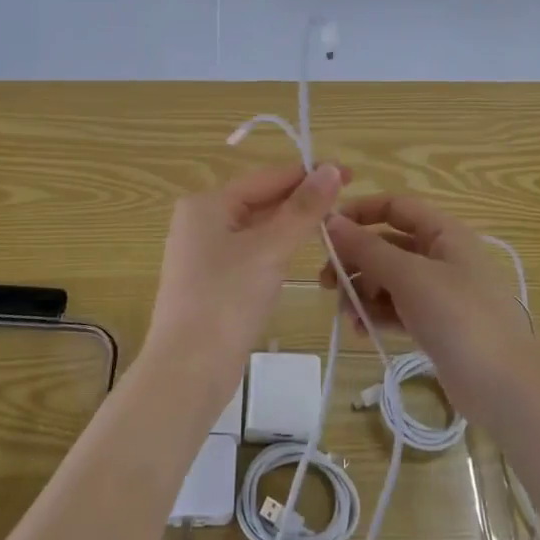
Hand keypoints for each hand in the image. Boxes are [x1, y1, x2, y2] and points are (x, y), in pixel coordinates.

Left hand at [147, 162, 348, 393]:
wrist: (189, 370)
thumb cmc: (227, 300)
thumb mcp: (270, 249)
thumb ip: (303, 209)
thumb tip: (331, 169)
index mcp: (207, 204)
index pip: (267, 177)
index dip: (309, 174)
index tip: (350, 173)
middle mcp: (201, 221)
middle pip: (261, 200)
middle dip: (302, 200)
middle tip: (347, 202)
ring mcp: (204, 253)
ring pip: (258, 228)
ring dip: (292, 225)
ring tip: (333, 224)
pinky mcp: (213, 282)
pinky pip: (251, 253)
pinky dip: (277, 249)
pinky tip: (301, 254)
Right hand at [318, 194, 535, 420]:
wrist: (503, 386)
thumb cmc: (458, 316)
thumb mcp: (409, 276)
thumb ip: (367, 248)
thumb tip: (331, 222)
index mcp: (444, 233)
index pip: (395, 207)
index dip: (360, 212)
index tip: (325, 230)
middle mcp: (442, 256)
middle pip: (387, 245)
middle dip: (355, 260)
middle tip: (326, 282)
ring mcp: (440, 292)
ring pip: (389, 279)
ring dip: (363, 292)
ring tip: (346, 314)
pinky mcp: (436, 324)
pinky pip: (397, 309)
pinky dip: (377, 314)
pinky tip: (361, 330)